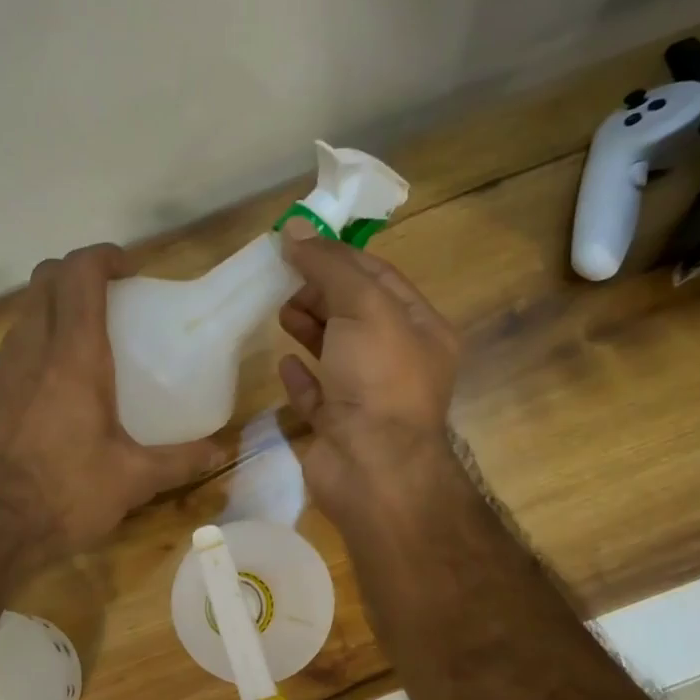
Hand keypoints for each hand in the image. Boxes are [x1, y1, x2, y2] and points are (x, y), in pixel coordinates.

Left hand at [0, 244, 222, 573]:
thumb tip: (221, 452)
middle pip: (44, 281)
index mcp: (73, 358)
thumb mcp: (132, 480)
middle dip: (76, 274)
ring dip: (54, 310)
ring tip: (86, 344)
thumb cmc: (64, 496)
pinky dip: (35, 348)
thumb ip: (181, 461)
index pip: (79, 275)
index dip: (103, 256)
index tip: (129, 269)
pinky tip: (53, 391)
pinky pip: (11, 352)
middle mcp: (30, 351)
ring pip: (24, 315)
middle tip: (111, 300)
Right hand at [276, 221, 460, 526]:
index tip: (298, 245)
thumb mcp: (363, 307)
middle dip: (321, 294)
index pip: (380, 278)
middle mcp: (398, 362)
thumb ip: (330, 267)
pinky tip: (284, 365)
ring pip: (336, 353)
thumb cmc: (378, 379)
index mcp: (420, 329)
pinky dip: (301, 378)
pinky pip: (318, 396)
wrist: (372, 469)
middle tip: (285, 284)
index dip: (340, 258)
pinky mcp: (339, 428)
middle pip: (355, 314)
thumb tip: (294, 230)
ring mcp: (367, 398)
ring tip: (280, 314)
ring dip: (309, 329)